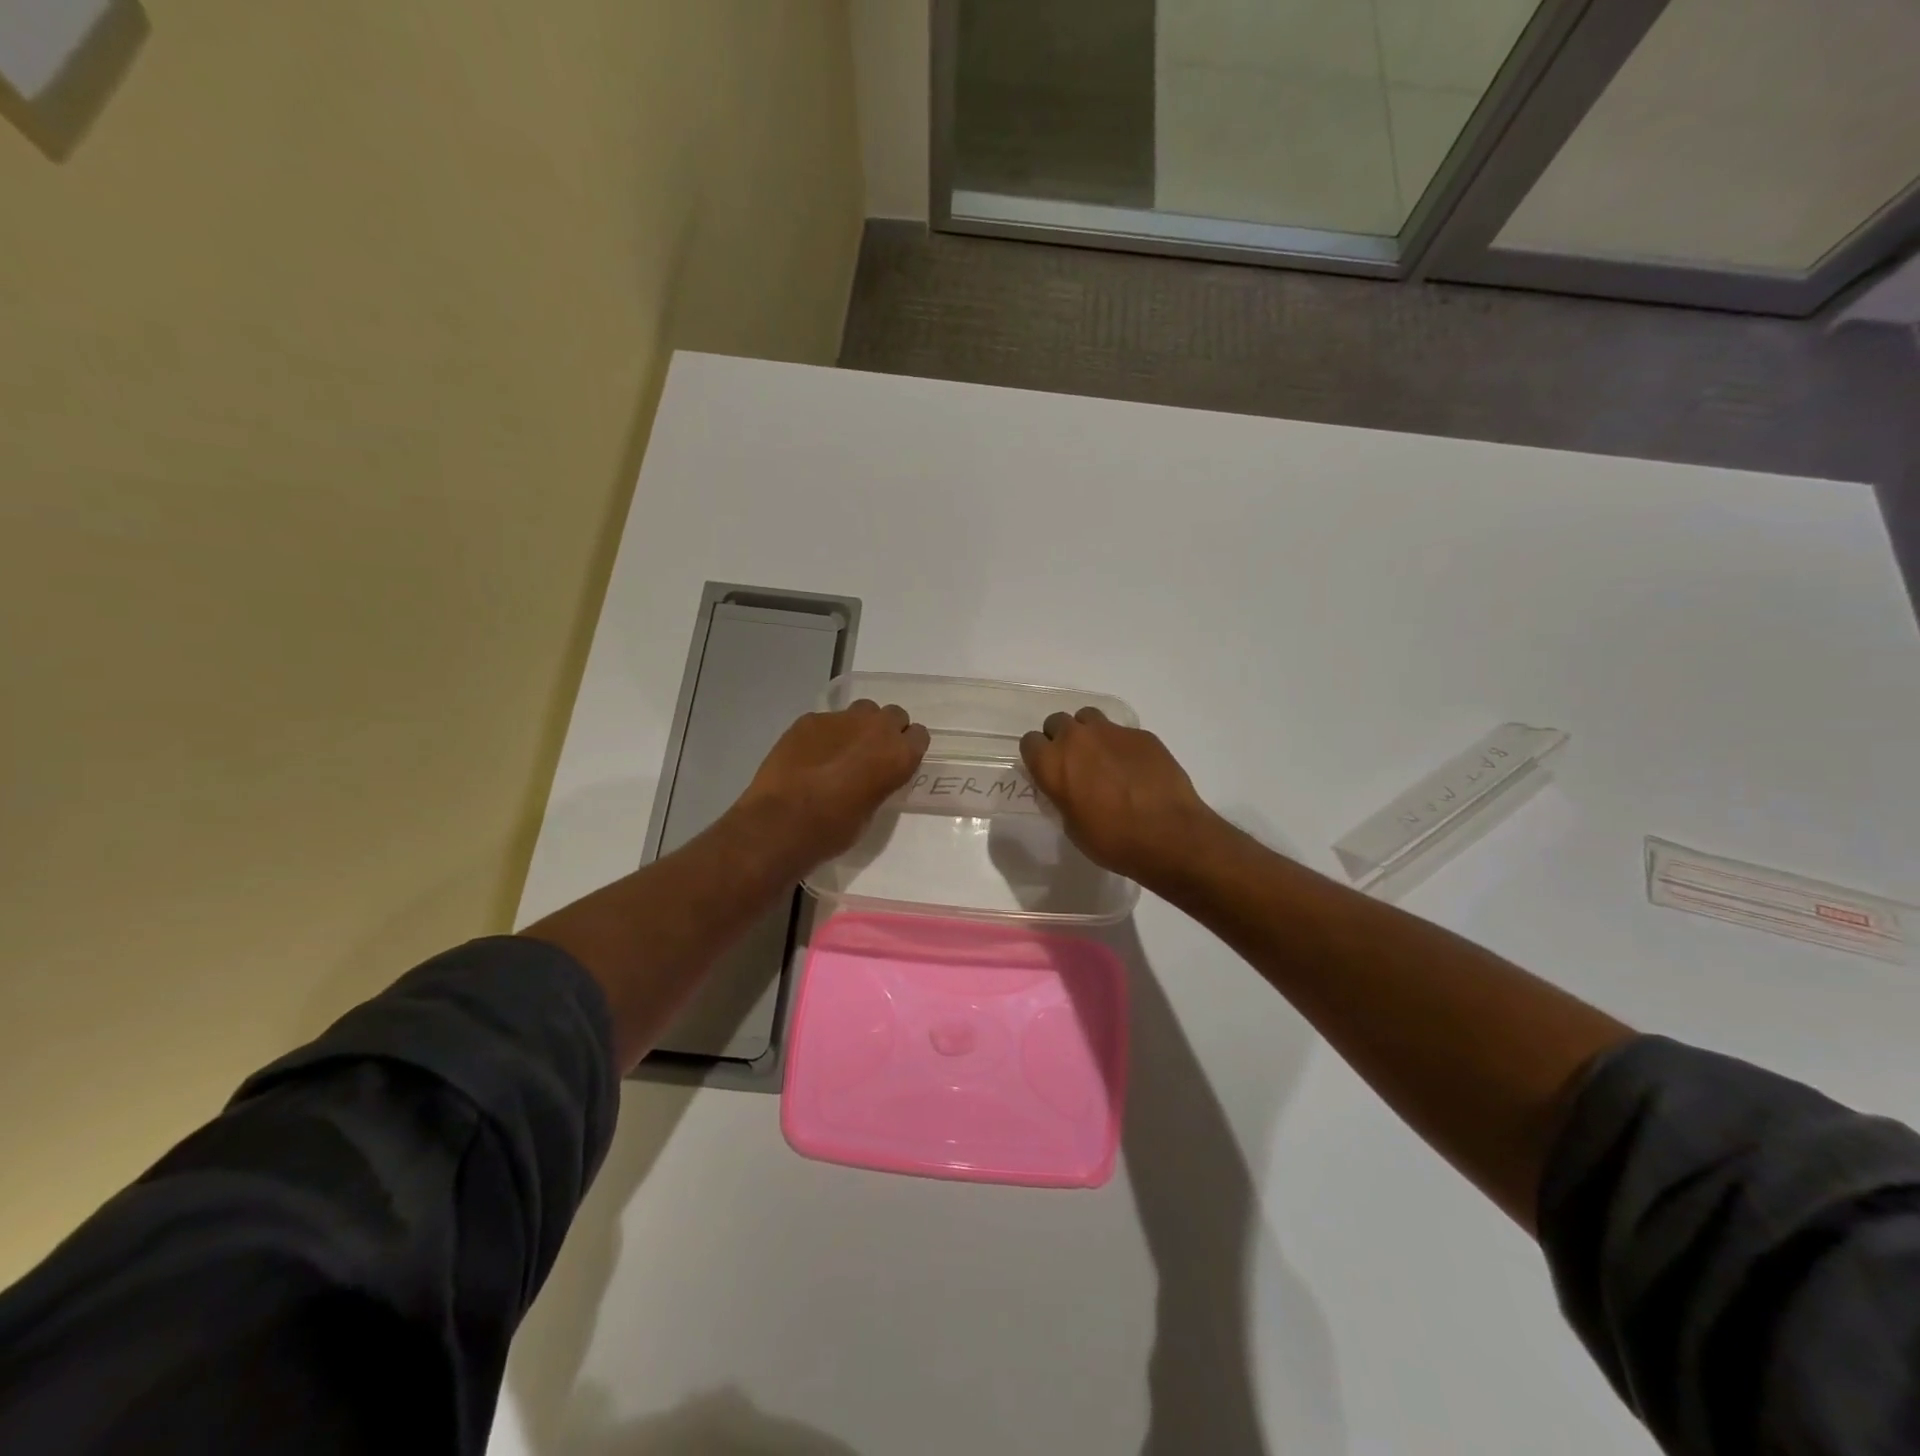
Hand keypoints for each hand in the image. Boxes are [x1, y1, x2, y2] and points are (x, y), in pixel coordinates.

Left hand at [738, 700, 929, 867]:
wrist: (782, 822)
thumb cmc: (834, 829)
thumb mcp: (872, 810)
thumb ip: (881, 782)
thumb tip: (873, 775)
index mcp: (899, 755)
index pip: (919, 735)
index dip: (907, 748)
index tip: (896, 762)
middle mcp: (876, 728)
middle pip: (893, 714)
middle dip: (886, 730)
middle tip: (870, 753)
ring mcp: (841, 719)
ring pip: (862, 710)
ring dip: (858, 726)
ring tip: (841, 749)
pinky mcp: (809, 719)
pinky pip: (827, 720)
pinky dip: (824, 734)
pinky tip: (810, 755)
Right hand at [1020, 707, 1221, 886]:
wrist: (1168, 834)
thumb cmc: (1112, 840)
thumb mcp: (1072, 826)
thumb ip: (1063, 796)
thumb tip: (1068, 788)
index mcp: (1052, 763)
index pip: (1029, 742)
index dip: (1038, 756)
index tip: (1048, 771)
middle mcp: (1076, 739)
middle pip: (1057, 722)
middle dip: (1061, 739)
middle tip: (1075, 764)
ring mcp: (1111, 732)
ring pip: (1088, 718)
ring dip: (1089, 734)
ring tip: (1103, 759)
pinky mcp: (1141, 734)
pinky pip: (1121, 732)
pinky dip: (1121, 746)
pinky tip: (1134, 769)